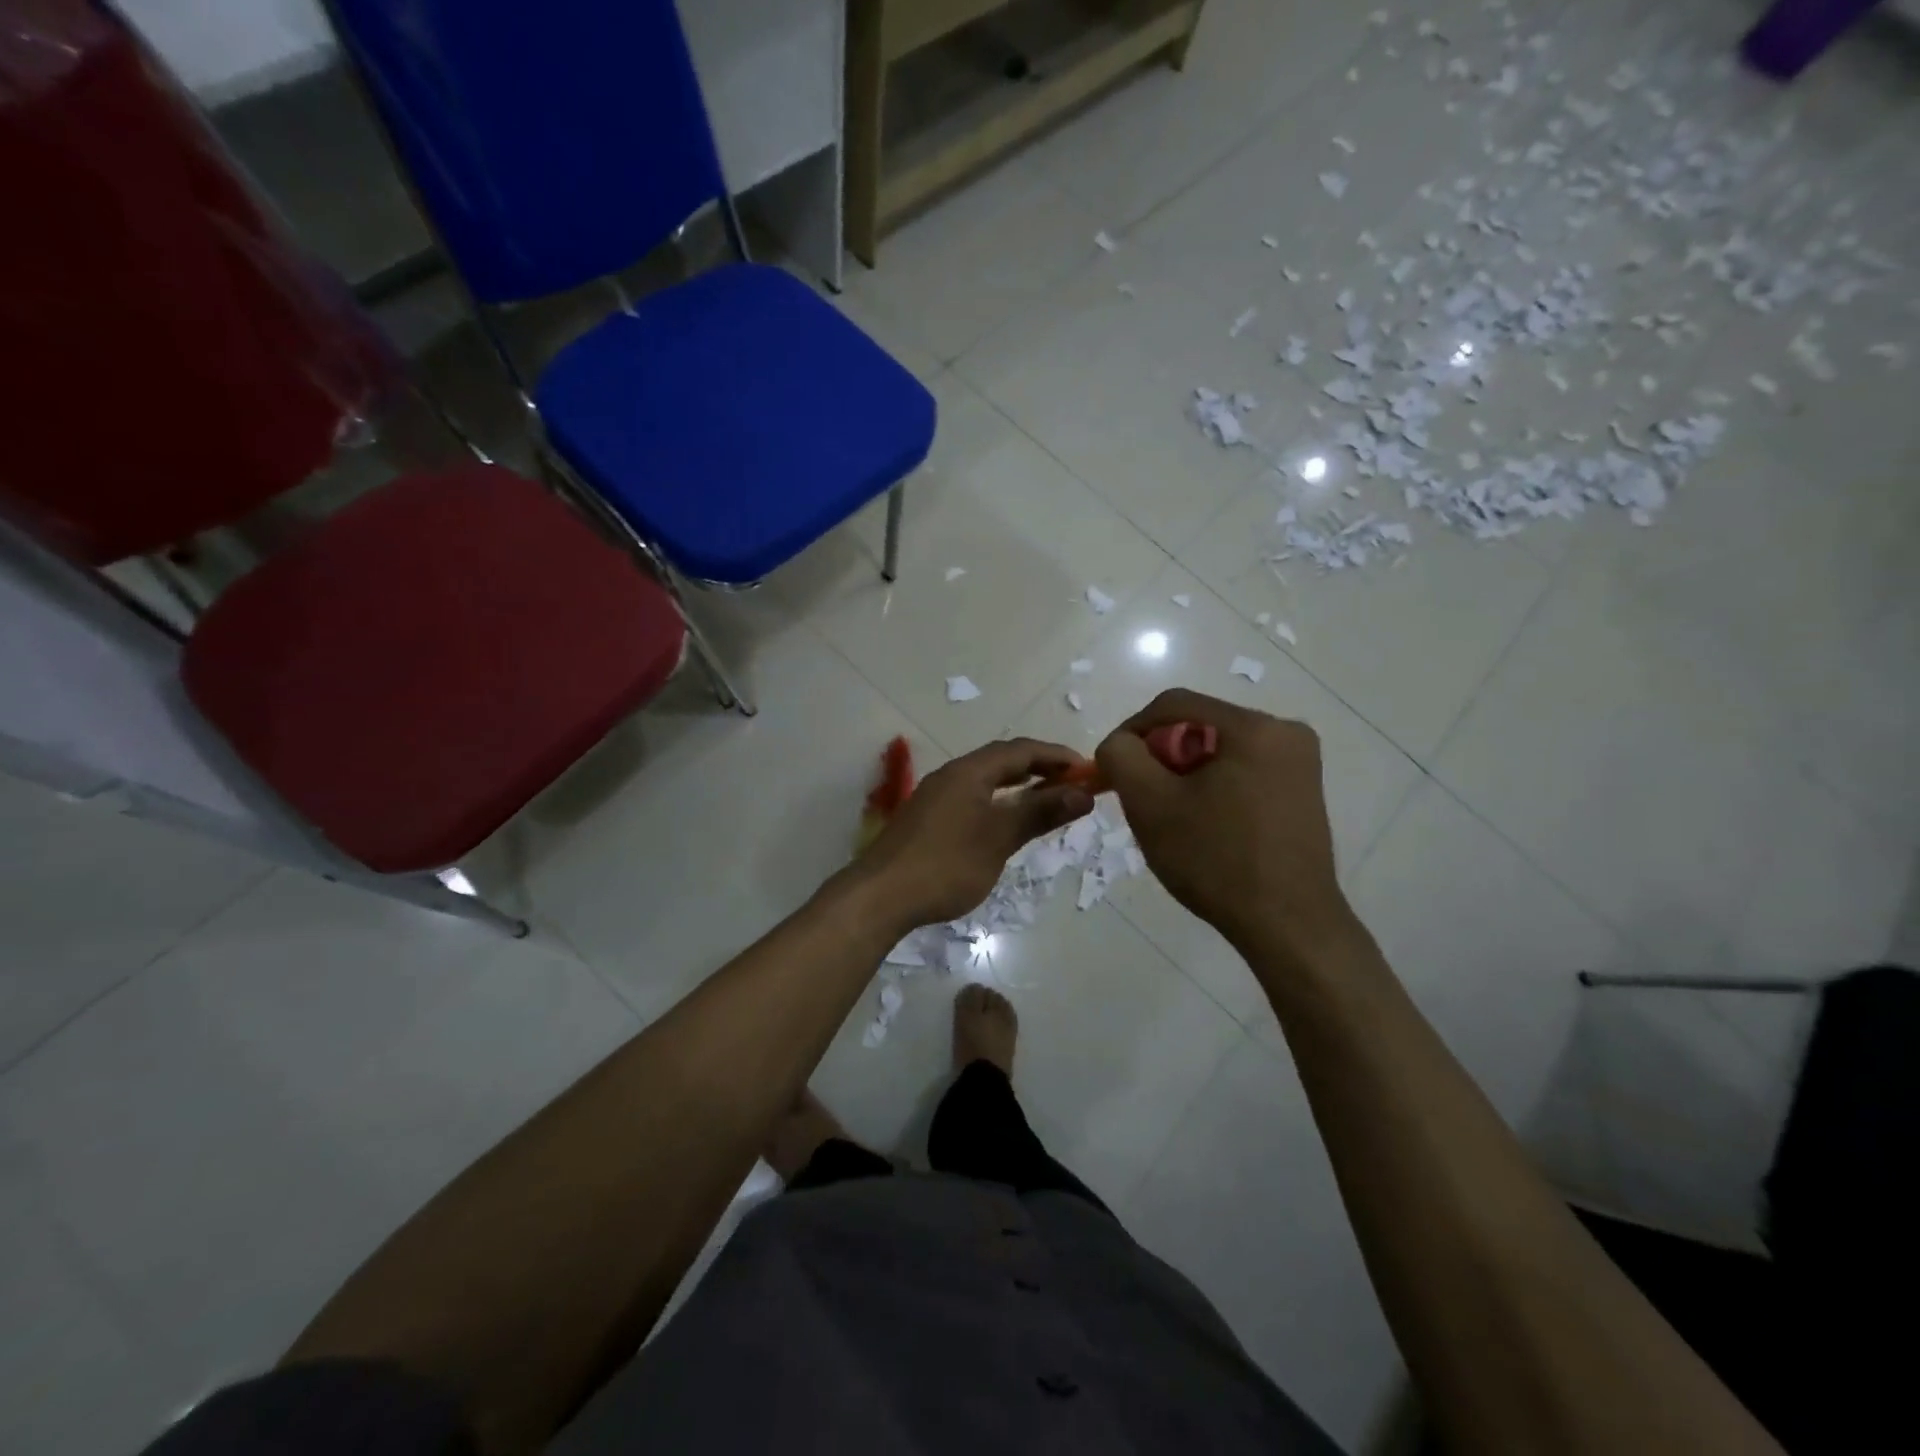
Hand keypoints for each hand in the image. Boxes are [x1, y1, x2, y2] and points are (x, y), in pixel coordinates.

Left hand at [857, 738, 1094, 927]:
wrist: (880, 896)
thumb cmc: (945, 865)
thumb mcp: (999, 838)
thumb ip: (1039, 812)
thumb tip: (1083, 793)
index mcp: (969, 771)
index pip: (1021, 750)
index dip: (1057, 756)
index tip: (1088, 770)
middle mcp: (952, 775)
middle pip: (1002, 760)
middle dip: (1040, 768)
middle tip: (1073, 784)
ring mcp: (936, 796)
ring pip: (986, 779)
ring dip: (1019, 785)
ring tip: (1048, 798)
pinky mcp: (928, 818)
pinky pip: (973, 797)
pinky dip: (999, 801)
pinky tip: (1006, 821)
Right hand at [1094, 689, 1357, 966]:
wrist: (1287, 925)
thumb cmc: (1216, 860)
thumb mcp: (1150, 804)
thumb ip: (1121, 757)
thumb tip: (1119, 743)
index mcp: (1254, 727)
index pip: (1173, 704)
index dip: (1132, 730)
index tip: (1112, 768)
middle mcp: (1286, 733)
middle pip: (1199, 727)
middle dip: (1161, 757)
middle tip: (1141, 798)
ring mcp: (1300, 763)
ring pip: (1219, 751)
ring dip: (1185, 775)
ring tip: (1170, 816)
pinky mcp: (1303, 791)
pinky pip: (1242, 772)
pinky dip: (1213, 788)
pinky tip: (1203, 825)